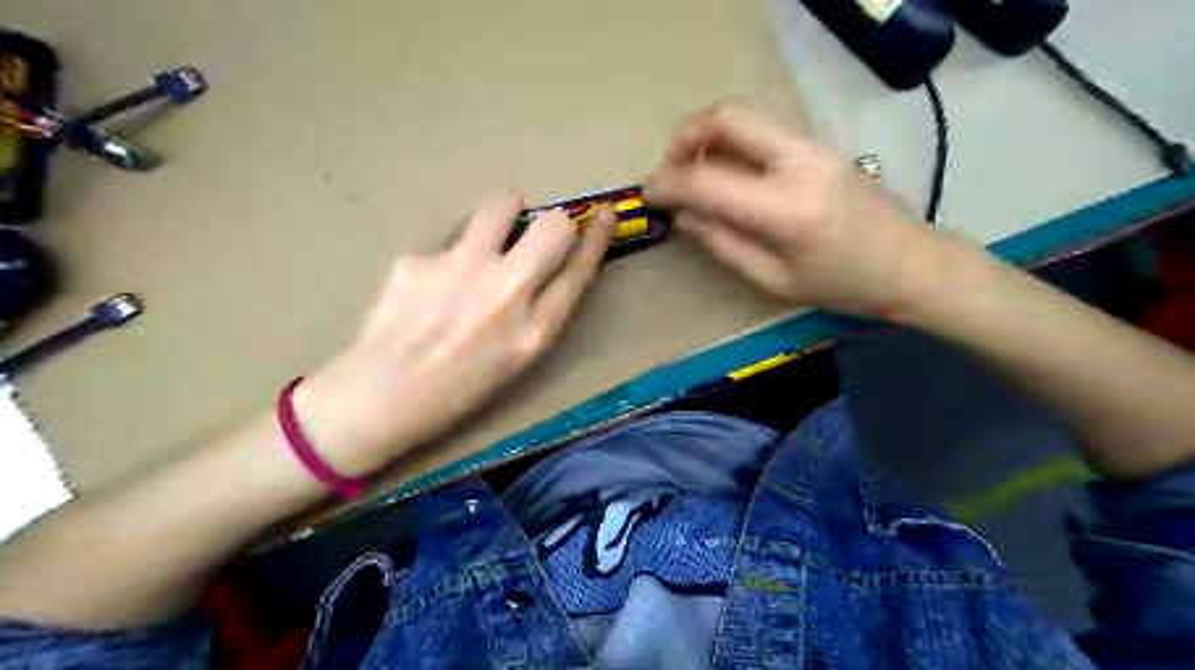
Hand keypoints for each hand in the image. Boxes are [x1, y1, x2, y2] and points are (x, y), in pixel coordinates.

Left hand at [292, 192, 614, 478]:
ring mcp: (460, 270)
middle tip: (536, 235)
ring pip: (501, 206)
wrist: (378, 398)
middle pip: (553, 227)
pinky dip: (447, 260)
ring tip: (485, 242)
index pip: (580, 271)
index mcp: (533, 332)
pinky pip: (448, 244)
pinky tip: (426, 290)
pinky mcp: (419, 259)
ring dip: (505, 215)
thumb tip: (546, 266)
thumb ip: (538, 314)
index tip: (604, 216)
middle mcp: (505, 294)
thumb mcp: (515, 361)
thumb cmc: (456, 392)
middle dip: (554, 224)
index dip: (597, 238)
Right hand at [643, 105, 952, 319]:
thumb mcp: (773, 280)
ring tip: (694, 172)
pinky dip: (732, 140)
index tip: (647, 195)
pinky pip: (763, 128)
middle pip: (727, 118)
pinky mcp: (819, 144)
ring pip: (745, 114)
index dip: (667, 185)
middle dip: (684, 138)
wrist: (911, 264)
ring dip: (708, 136)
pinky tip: (727, 172)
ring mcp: (813, 145)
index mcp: (785, 209)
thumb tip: (681, 215)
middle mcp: (798, 162)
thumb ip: (722, 243)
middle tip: (670, 171)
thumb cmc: (842, 286)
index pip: (707, 181)